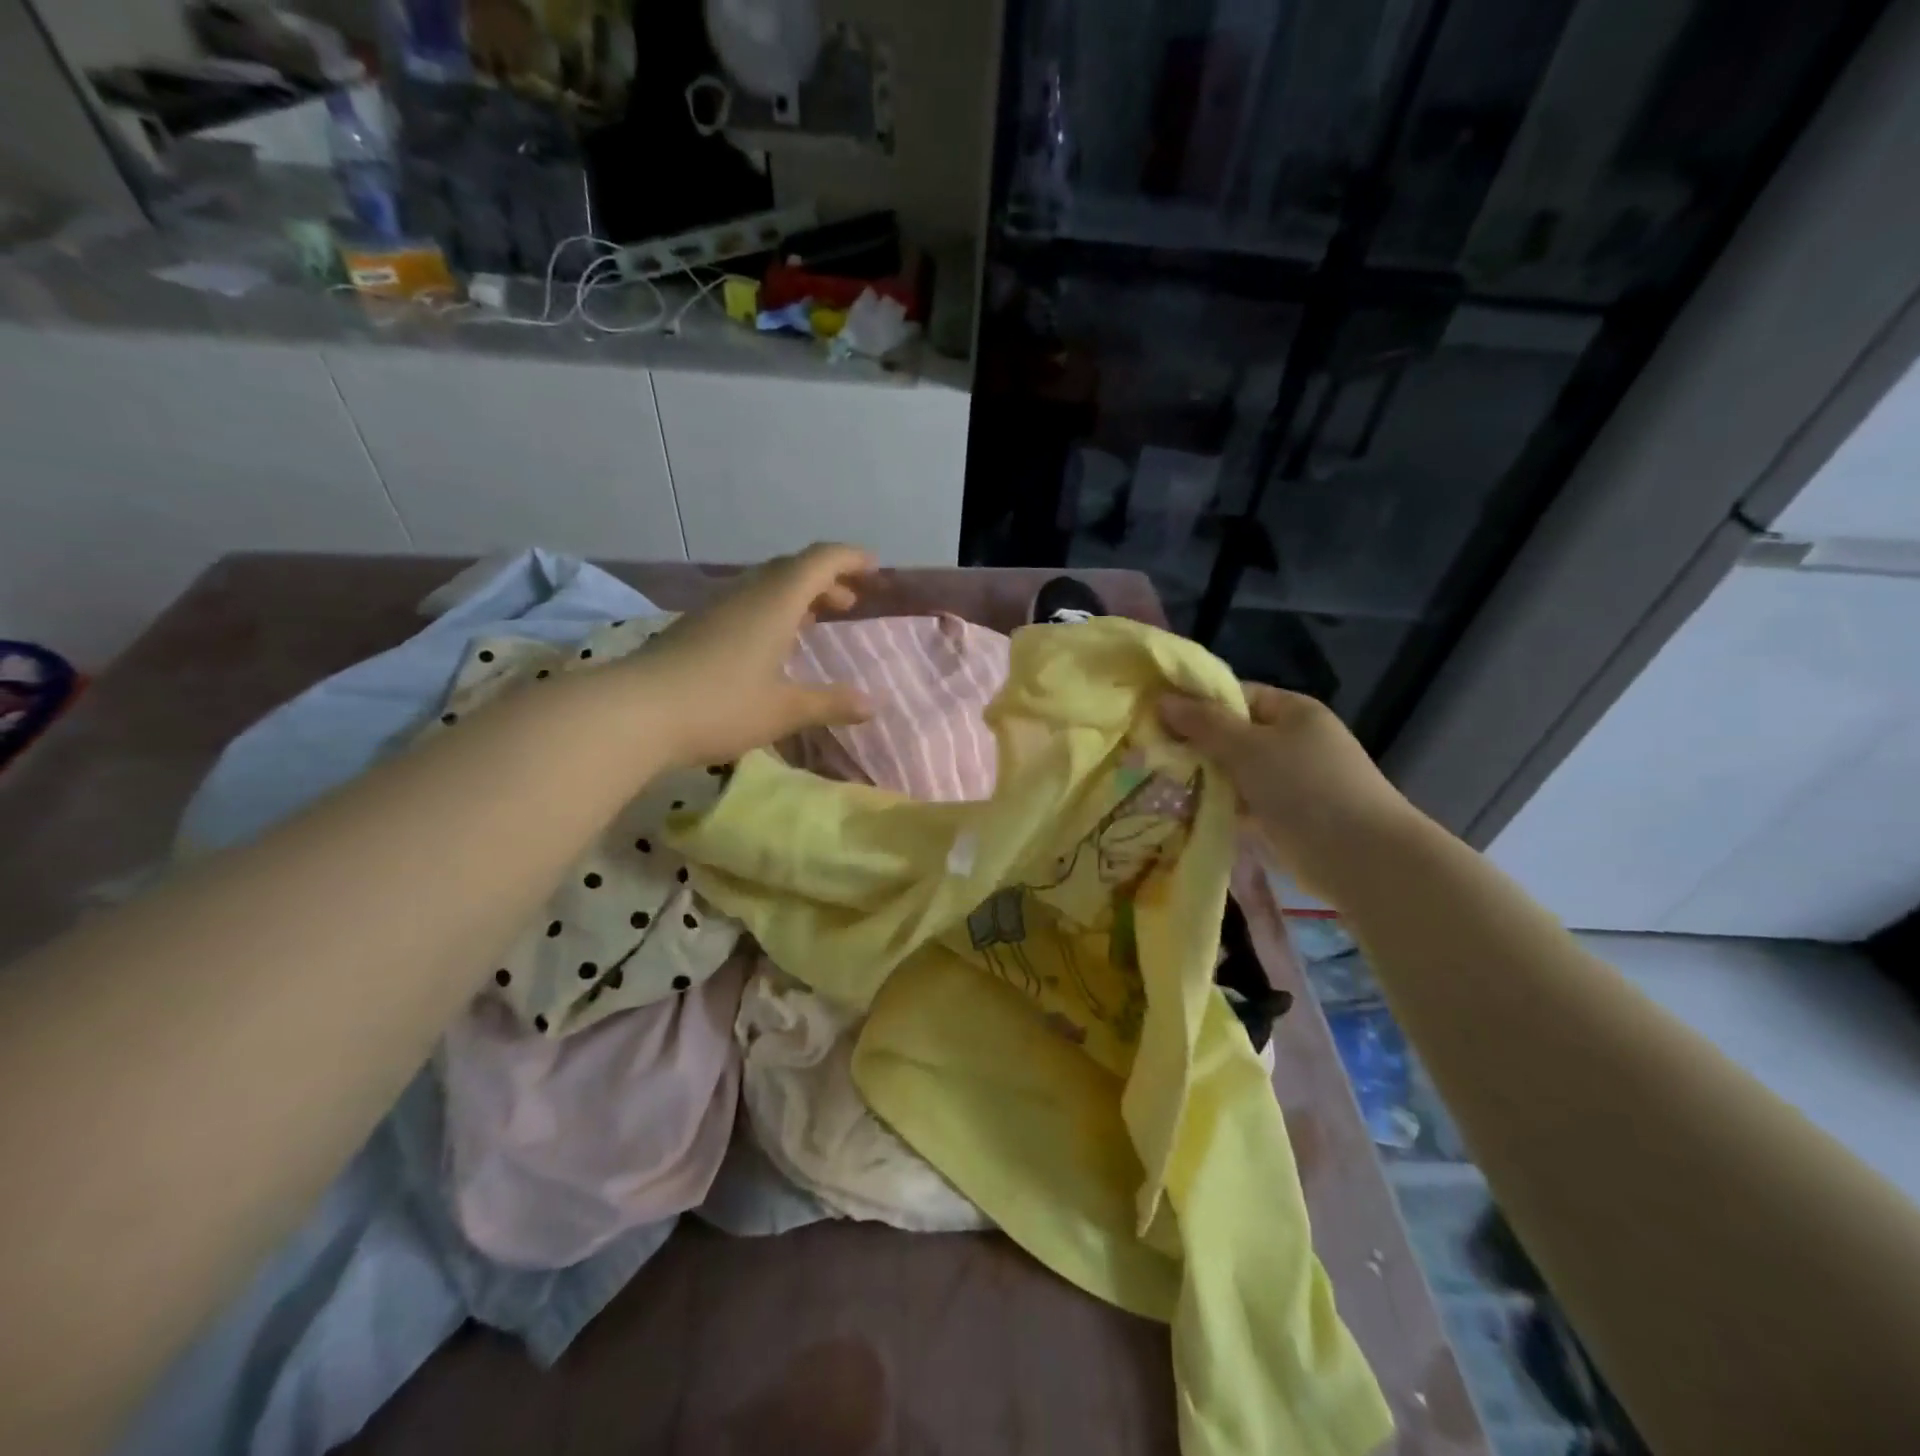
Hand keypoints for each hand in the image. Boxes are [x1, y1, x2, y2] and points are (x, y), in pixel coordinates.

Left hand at [624, 544, 875, 766]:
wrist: (632, 713)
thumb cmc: (719, 705)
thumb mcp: (783, 710)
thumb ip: (830, 703)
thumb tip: (872, 705)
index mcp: (774, 603)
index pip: (819, 561)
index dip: (849, 558)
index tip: (874, 569)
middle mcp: (746, 595)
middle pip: (792, 569)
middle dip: (827, 579)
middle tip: (849, 603)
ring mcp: (716, 610)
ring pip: (766, 586)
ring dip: (798, 595)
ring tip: (816, 622)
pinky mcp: (696, 628)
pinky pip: (746, 604)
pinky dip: (773, 611)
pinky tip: (772, 645)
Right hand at [1159, 682, 1421, 898]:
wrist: (1361, 857)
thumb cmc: (1305, 787)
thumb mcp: (1248, 747)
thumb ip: (1204, 723)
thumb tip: (1162, 700)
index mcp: (1293, 711)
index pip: (1236, 695)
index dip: (1198, 704)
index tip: (1158, 719)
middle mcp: (1293, 741)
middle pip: (1233, 735)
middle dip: (1196, 746)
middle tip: (1152, 754)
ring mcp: (1290, 780)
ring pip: (1234, 772)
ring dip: (1203, 779)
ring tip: (1159, 785)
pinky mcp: (1285, 816)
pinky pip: (1242, 803)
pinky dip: (1218, 806)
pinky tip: (1185, 812)